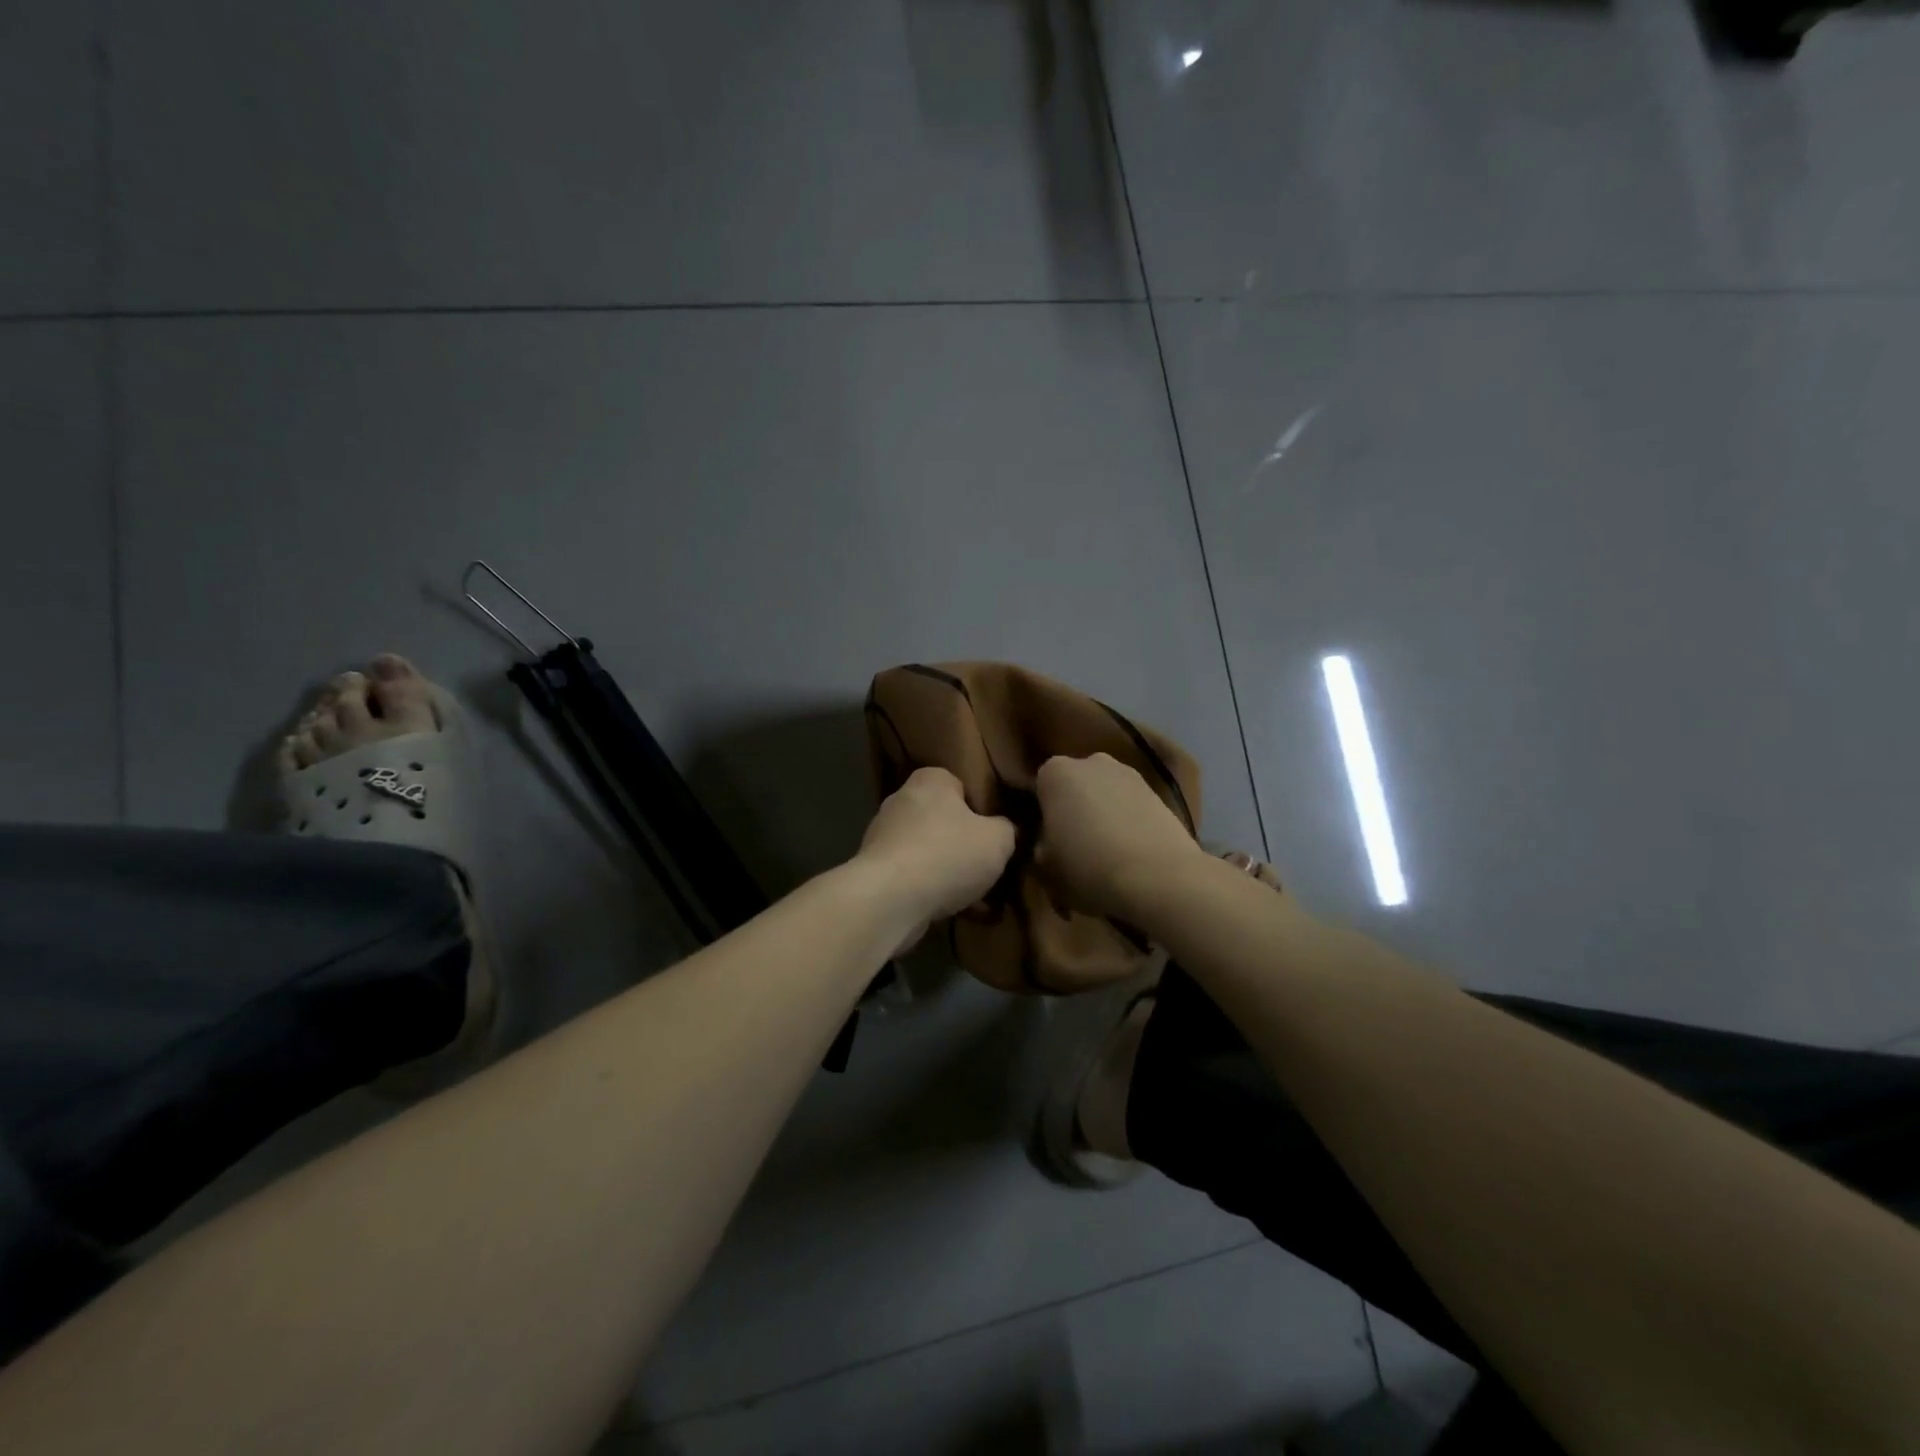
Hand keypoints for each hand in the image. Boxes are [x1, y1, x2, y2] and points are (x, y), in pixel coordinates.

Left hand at [853, 767, 1015, 943]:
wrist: (889, 900)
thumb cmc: (948, 856)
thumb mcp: (999, 840)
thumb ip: (1008, 829)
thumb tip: (1006, 831)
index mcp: (930, 780)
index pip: (962, 785)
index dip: (983, 809)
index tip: (997, 834)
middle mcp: (901, 800)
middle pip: (944, 820)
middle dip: (965, 844)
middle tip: (989, 867)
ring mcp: (883, 835)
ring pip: (929, 850)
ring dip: (949, 871)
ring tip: (975, 896)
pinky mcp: (874, 869)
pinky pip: (913, 875)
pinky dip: (930, 889)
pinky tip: (951, 910)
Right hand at [1034, 753, 1203, 919]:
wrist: (1158, 877)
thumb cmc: (1087, 867)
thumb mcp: (1045, 866)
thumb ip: (1041, 845)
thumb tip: (1048, 842)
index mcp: (1055, 773)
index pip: (1040, 787)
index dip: (1043, 813)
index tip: (1047, 839)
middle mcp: (1091, 761)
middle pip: (1076, 784)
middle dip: (1074, 807)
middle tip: (1075, 843)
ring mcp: (1128, 773)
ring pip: (1106, 793)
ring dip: (1104, 812)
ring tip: (1108, 850)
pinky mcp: (1158, 791)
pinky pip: (1131, 804)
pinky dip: (1129, 820)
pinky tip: (1132, 850)